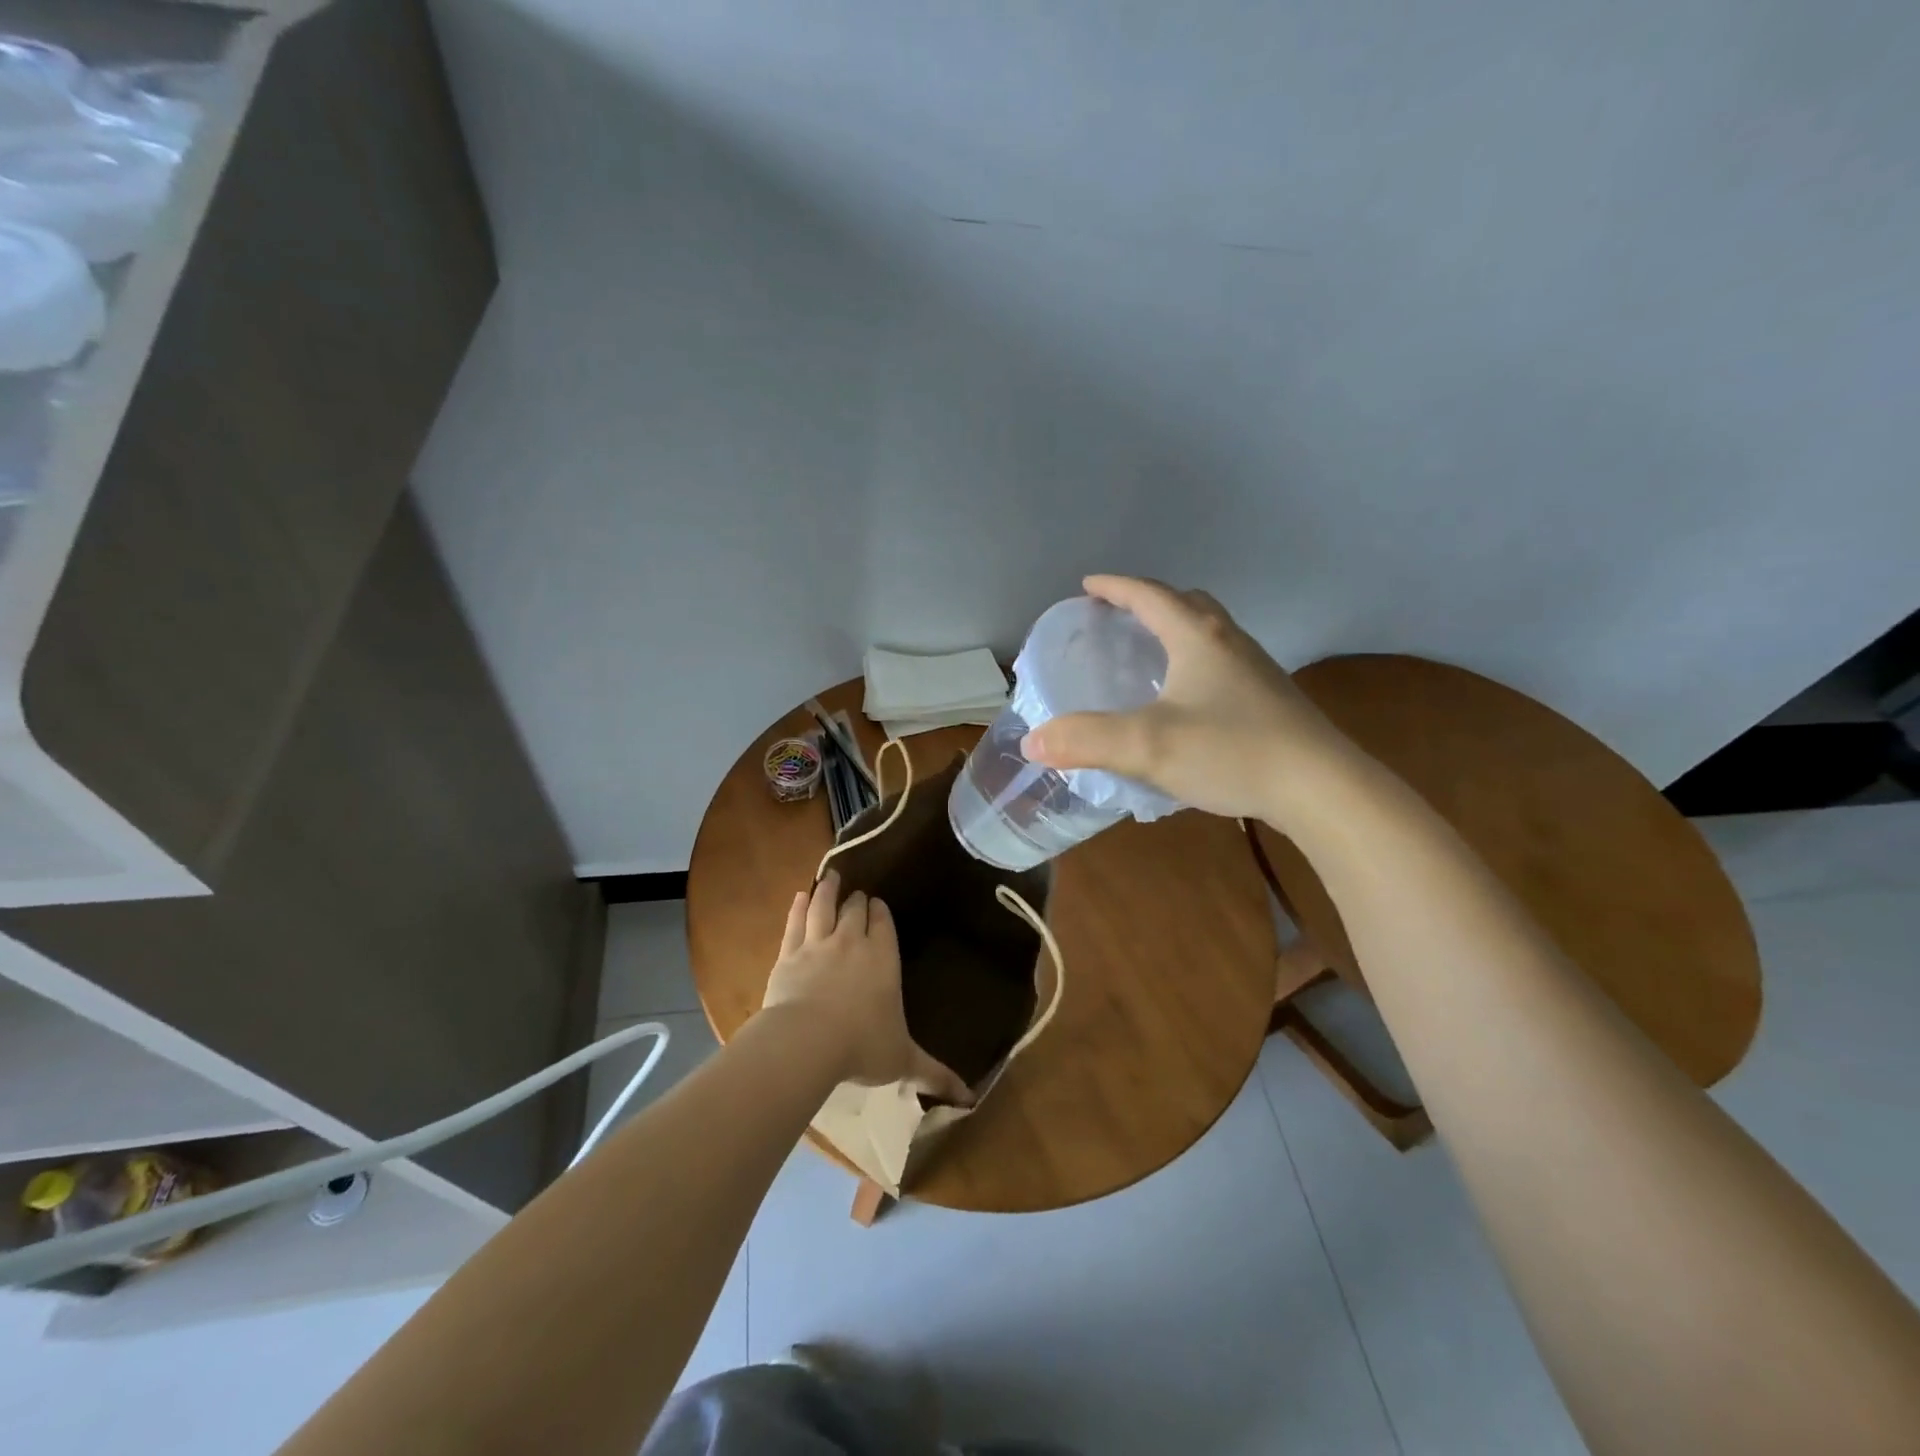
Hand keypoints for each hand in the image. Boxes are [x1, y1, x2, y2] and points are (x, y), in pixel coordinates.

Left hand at [761, 872, 973, 1104]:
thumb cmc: (862, 1046)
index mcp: (883, 959)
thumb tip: (970, 1098)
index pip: (883, 924)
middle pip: (854, 911)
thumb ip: (934, 1073)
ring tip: (831, 877)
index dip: (880, 912)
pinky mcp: (788, 954)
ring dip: (828, 890)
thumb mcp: (903, 1061)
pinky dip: (799, 907)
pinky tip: (801, 896)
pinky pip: (795, 923)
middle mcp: (852, 942)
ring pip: (824, 907)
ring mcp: (817, 945)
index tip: (878, 904)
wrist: (806, 1041)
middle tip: (856, 895)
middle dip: (857, 901)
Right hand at [1022, 575, 1353, 823]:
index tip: (1087, 586)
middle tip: (1118, 617)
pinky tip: (1184, 700)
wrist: (1321, 788)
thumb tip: (1032, 741)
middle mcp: (1229, 642)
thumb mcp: (1147, 745)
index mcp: (1198, 637)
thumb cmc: (1232, 751)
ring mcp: (1255, 670)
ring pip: (1208, 634)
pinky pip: (1221, 664)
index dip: (1115, 587)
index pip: (1149, 595)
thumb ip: (1085, 739)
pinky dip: (1193, 663)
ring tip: (1147, 654)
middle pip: (1186, 604)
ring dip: (1174, 631)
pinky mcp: (1269, 700)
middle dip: (1148, 602)